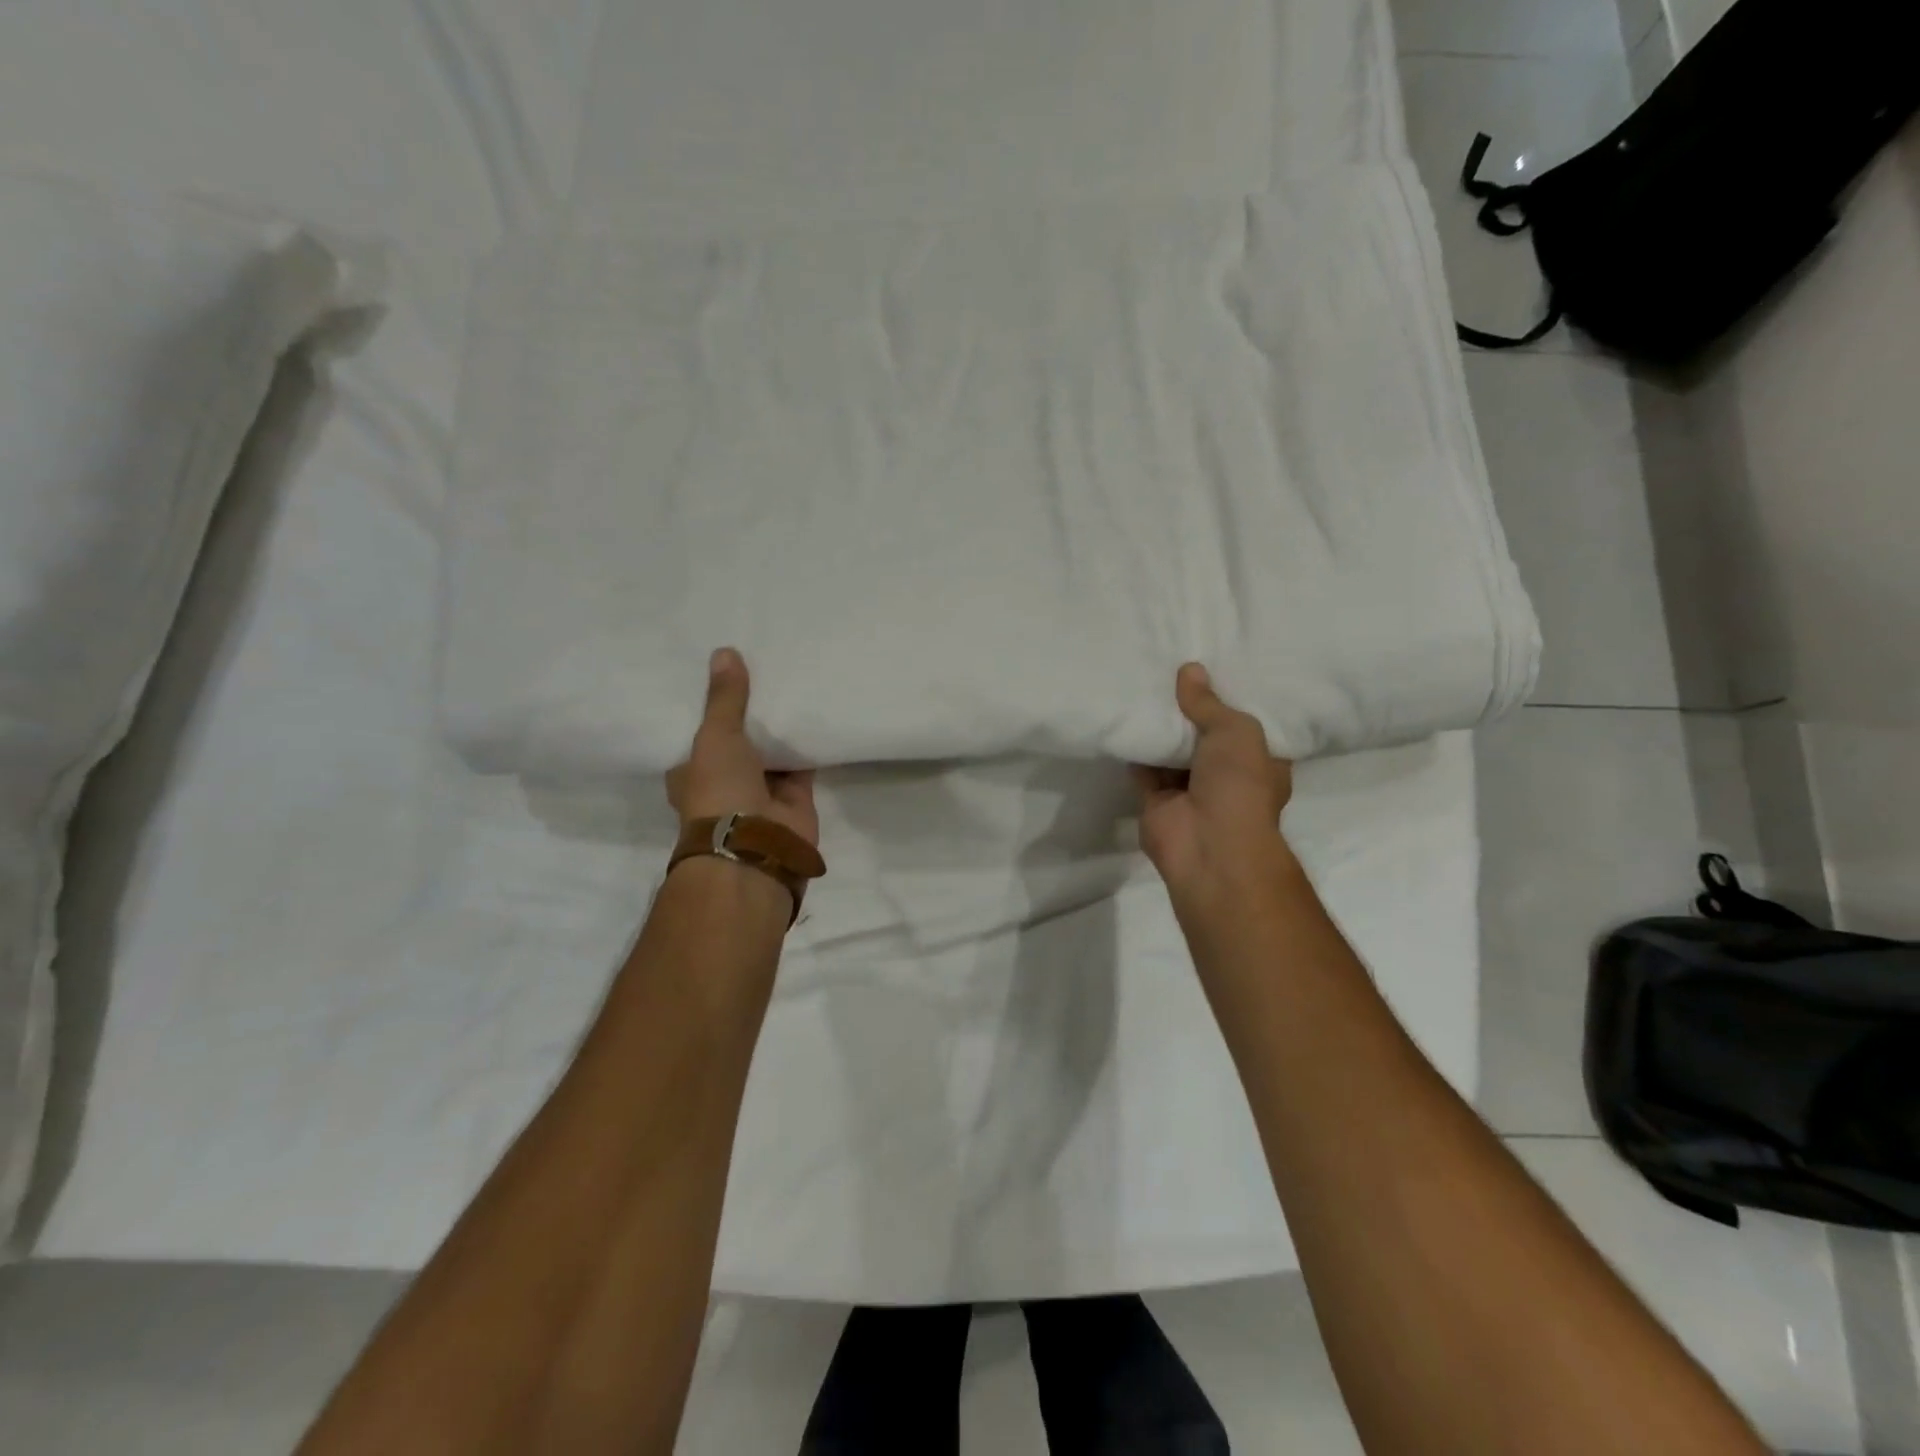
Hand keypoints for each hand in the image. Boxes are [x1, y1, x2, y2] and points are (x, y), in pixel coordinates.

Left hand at [667, 649, 818, 846]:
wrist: (756, 847)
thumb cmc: (719, 791)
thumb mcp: (715, 737)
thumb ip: (724, 699)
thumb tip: (724, 651)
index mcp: (692, 773)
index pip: (697, 736)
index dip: (710, 710)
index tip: (724, 678)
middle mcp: (725, 783)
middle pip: (739, 743)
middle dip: (751, 717)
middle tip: (765, 672)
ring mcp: (761, 792)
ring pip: (772, 753)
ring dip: (781, 730)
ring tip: (793, 684)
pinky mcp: (795, 799)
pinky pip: (803, 765)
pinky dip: (809, 745)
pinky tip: (818, 713)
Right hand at [1132, 663, 1294, 903]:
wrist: (1208, 845)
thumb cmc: (1239, 785)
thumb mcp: (1236, 731)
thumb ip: (1208, 703)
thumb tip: (1190, 669)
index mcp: (1259, 761)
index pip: (1246, 723)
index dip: (1229, 697)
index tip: (1213, 666)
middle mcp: (1226, 775)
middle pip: (1204, 734)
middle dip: (1188, 709)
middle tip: (1169, 667)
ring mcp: (1190, 789)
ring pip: (1172, 750)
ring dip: (1160, 726)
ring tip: (1142, 683)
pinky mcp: (1157, 800)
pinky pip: (1143, 768)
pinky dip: (1136, 747)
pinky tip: (1124, 715)